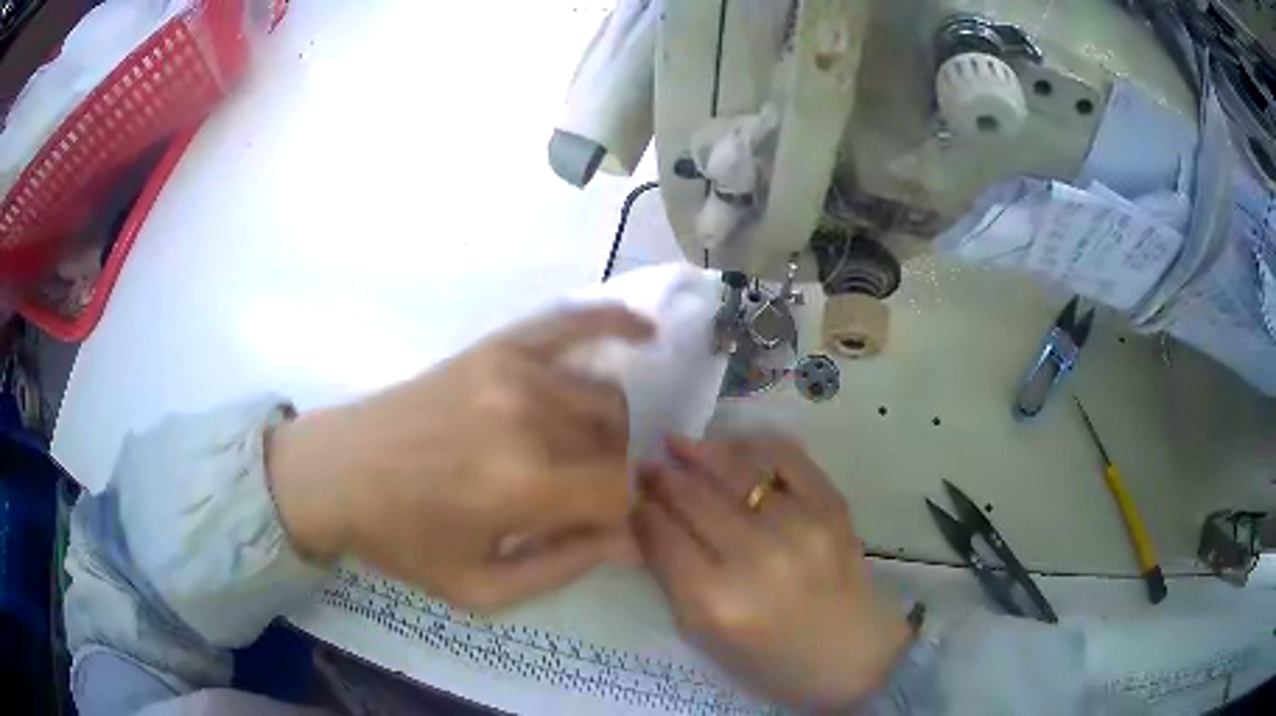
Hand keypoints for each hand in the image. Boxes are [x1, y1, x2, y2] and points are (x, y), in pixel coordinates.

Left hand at [267, 306, 653, 610]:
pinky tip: (645, 331)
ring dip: (608, 428)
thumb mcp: (479, 588)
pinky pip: (568, 322)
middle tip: (582, 495)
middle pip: (616, 441)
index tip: (600, 526)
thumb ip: (564, 568)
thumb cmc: (404, 539)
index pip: (618, 490)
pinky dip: (612, 321)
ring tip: (580, 452)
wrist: (336, 473)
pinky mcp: (495, 347)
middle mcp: (528, 417)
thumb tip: (630, 539)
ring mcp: (511, 370)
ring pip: (603, 396)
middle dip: (613, 473)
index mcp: (522, 485)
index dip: (619, 514)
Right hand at [634, 436, 911, 710]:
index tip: (631, 497)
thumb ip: (674, 578)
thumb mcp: (707, 636)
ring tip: (680, 446)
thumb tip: (651, 522)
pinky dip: (752, 446)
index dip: (640, 510)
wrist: (853, 655)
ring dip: (700, 453)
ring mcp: (800, 525)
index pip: (662, 537)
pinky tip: (730, 448)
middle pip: (694, 498)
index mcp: (716, 601)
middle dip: (662, 478)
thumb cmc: (772, 661)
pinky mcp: (832, 506)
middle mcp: (757, 557)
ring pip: (735, 470)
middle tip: (648, 467)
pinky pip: (785, 457)